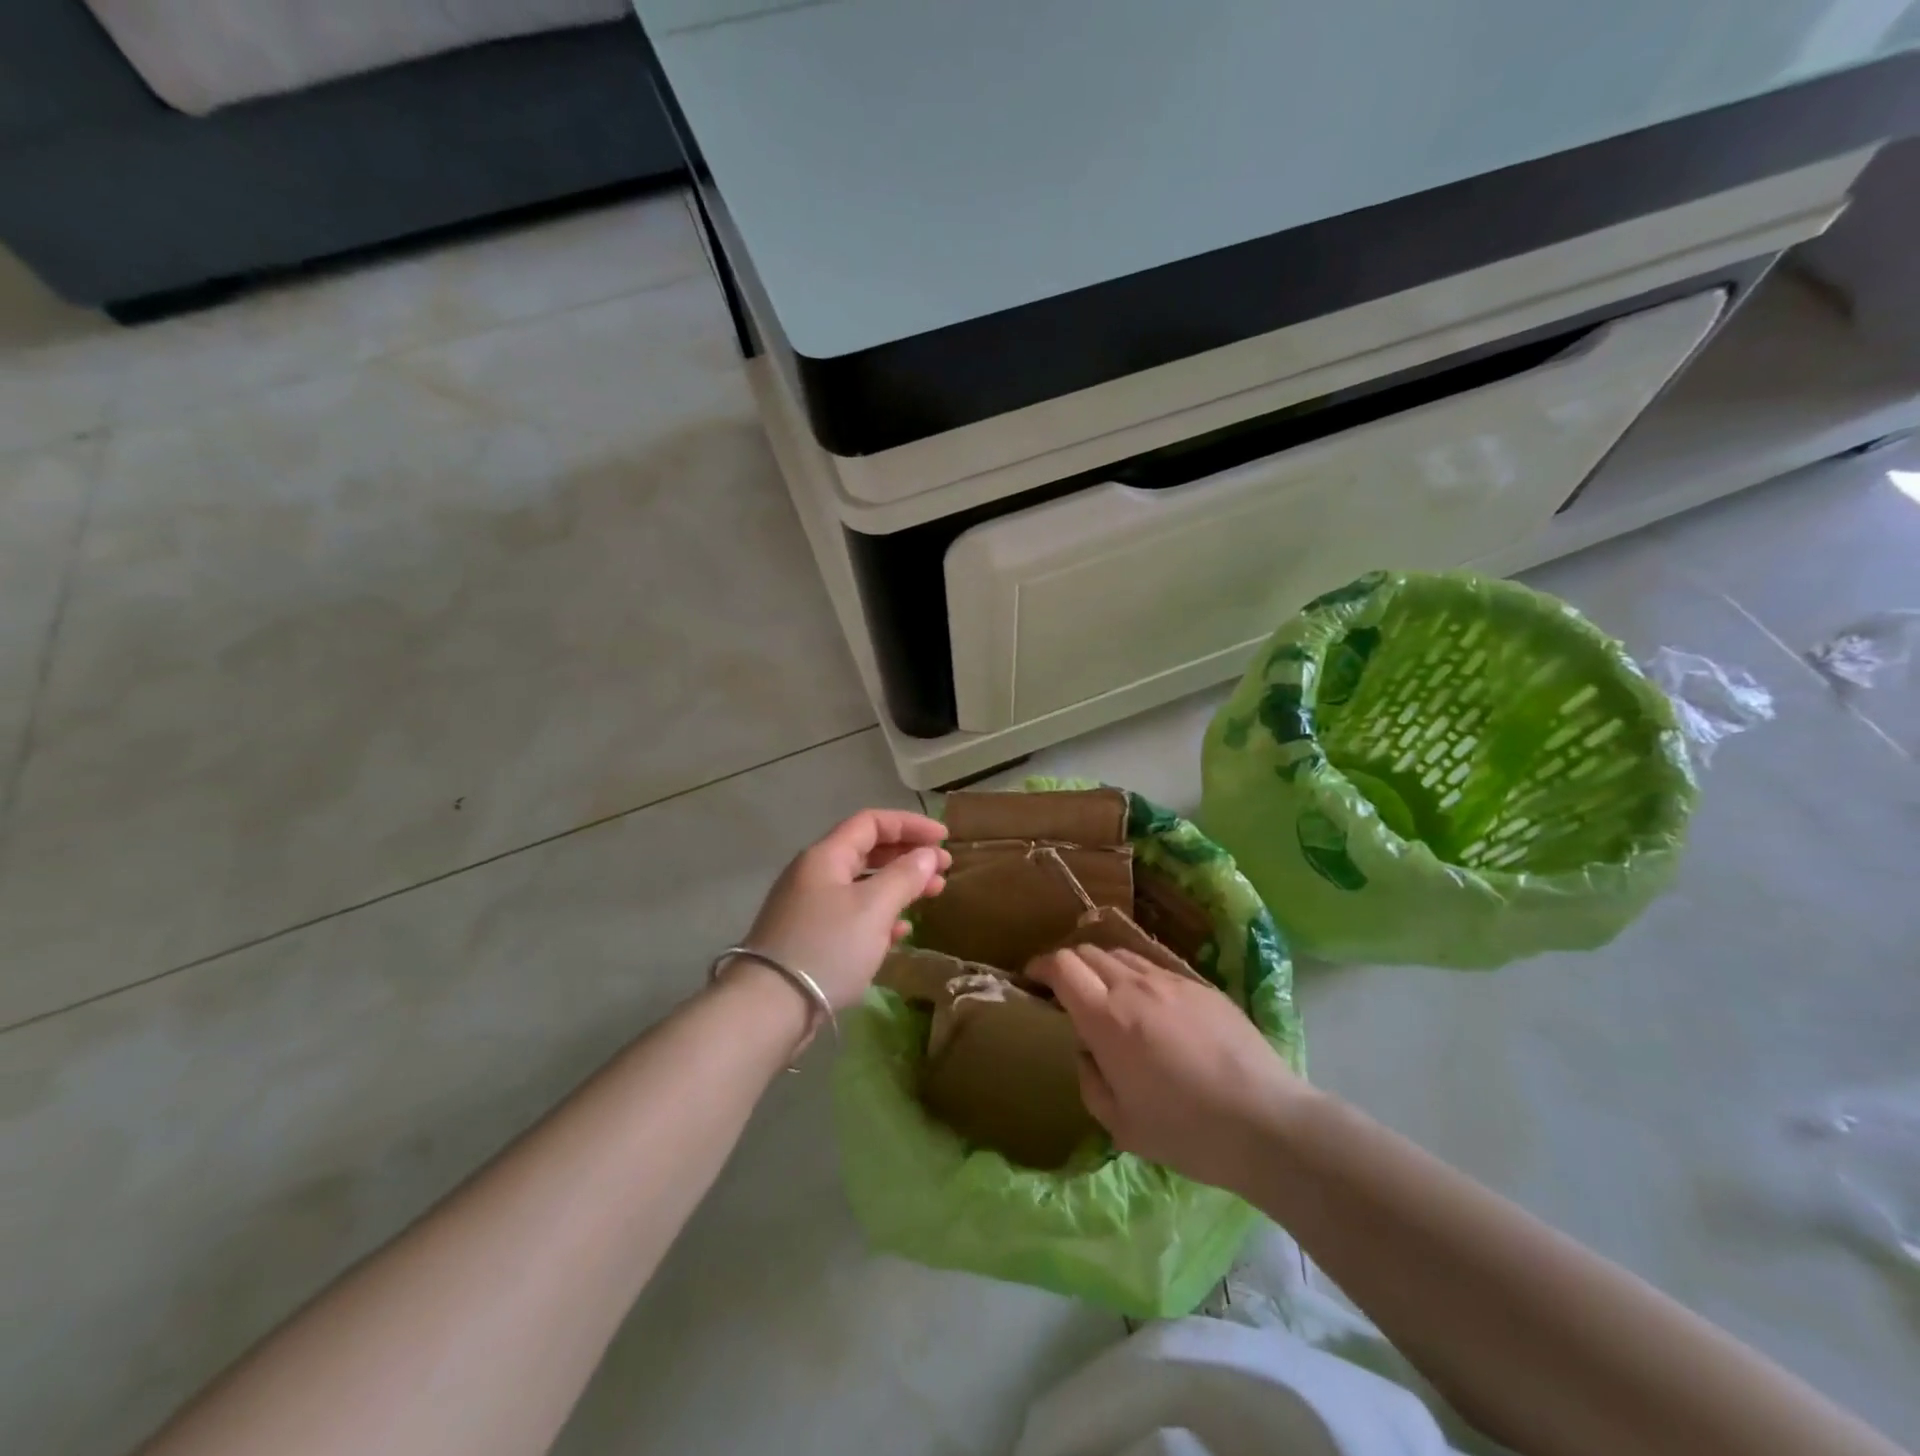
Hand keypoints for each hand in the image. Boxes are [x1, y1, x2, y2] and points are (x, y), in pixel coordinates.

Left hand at [738, 809, 950, 1010]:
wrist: (769, 1007)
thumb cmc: (827, 947)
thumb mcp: (873, 908)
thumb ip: (904, 876)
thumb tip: (927, 855)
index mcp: (826, 856)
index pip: (872, 822)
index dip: (910, 825)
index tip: (944, 839)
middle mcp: (814, 874)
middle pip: (867, 851)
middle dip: (908, 856)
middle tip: (943, 870)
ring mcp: (809, 907)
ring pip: (862, 885)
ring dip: (898, 886)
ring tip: (932, 896)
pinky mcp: (809, 938)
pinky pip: (851, 914)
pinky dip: (879, 915)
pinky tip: (900, 931)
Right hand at [1027, 944, 1311, 1191]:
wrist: (1266, 1122)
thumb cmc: (1185, 1131)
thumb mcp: (1120, 1124)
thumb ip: (1090, 1079)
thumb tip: (1087, 1050)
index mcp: (1106, 1018)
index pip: (1062, 965)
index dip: (1040, 965)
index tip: (1032, 977)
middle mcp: (1134, 987)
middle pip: (1089, 952)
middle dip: (1069, 965)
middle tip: (1066, 990)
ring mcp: (1171, 981)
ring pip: (1123, 955)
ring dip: (1103, 968)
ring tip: (1107, 995)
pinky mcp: (1202, 987)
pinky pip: (1157, 968)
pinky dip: (1138, 977)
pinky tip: (1151, 1007)